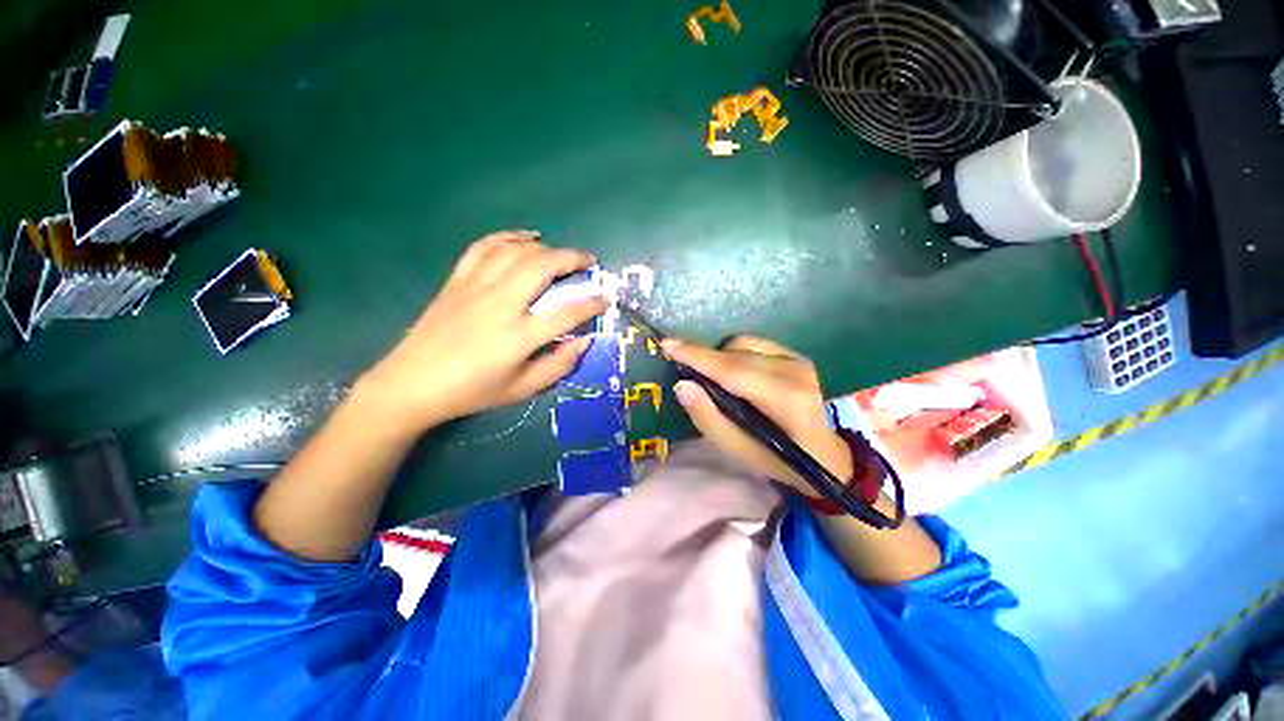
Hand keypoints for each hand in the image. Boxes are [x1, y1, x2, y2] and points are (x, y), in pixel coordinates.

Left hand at [357, 231, 606, 432]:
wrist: (411, 384)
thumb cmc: (471, 392)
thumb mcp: (522, 389)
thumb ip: (559, 365)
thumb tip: (585, 340)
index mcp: (517, 337)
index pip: (566, 313)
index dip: (592, 303)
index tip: (605, 298)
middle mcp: (499, 305)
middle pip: (542, 267)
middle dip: (573, 259)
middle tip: (590, 262)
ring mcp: (475, 288)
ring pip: (516, 252)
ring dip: (545, 248)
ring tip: (561, 254)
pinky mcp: (457, 281)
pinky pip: (483, 247)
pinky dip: (507, 237)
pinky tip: (524, 238)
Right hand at [665, 336, 850, 496]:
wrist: (824, 456)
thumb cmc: (779, 460)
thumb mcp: (738, 452)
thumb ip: (709, 418)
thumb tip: (682, 385)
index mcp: (785, 399)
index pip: (732, 370)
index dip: (698, 356)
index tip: (667, 344)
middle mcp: (795, 371)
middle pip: (735, 353)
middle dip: (705, 359)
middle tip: (688, 375)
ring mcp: (798, 359)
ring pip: (742, 344)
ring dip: (721, 358)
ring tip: (718, 382)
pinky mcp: (796, 355)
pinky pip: (753, 343)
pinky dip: (735, 354)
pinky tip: (737, 375)